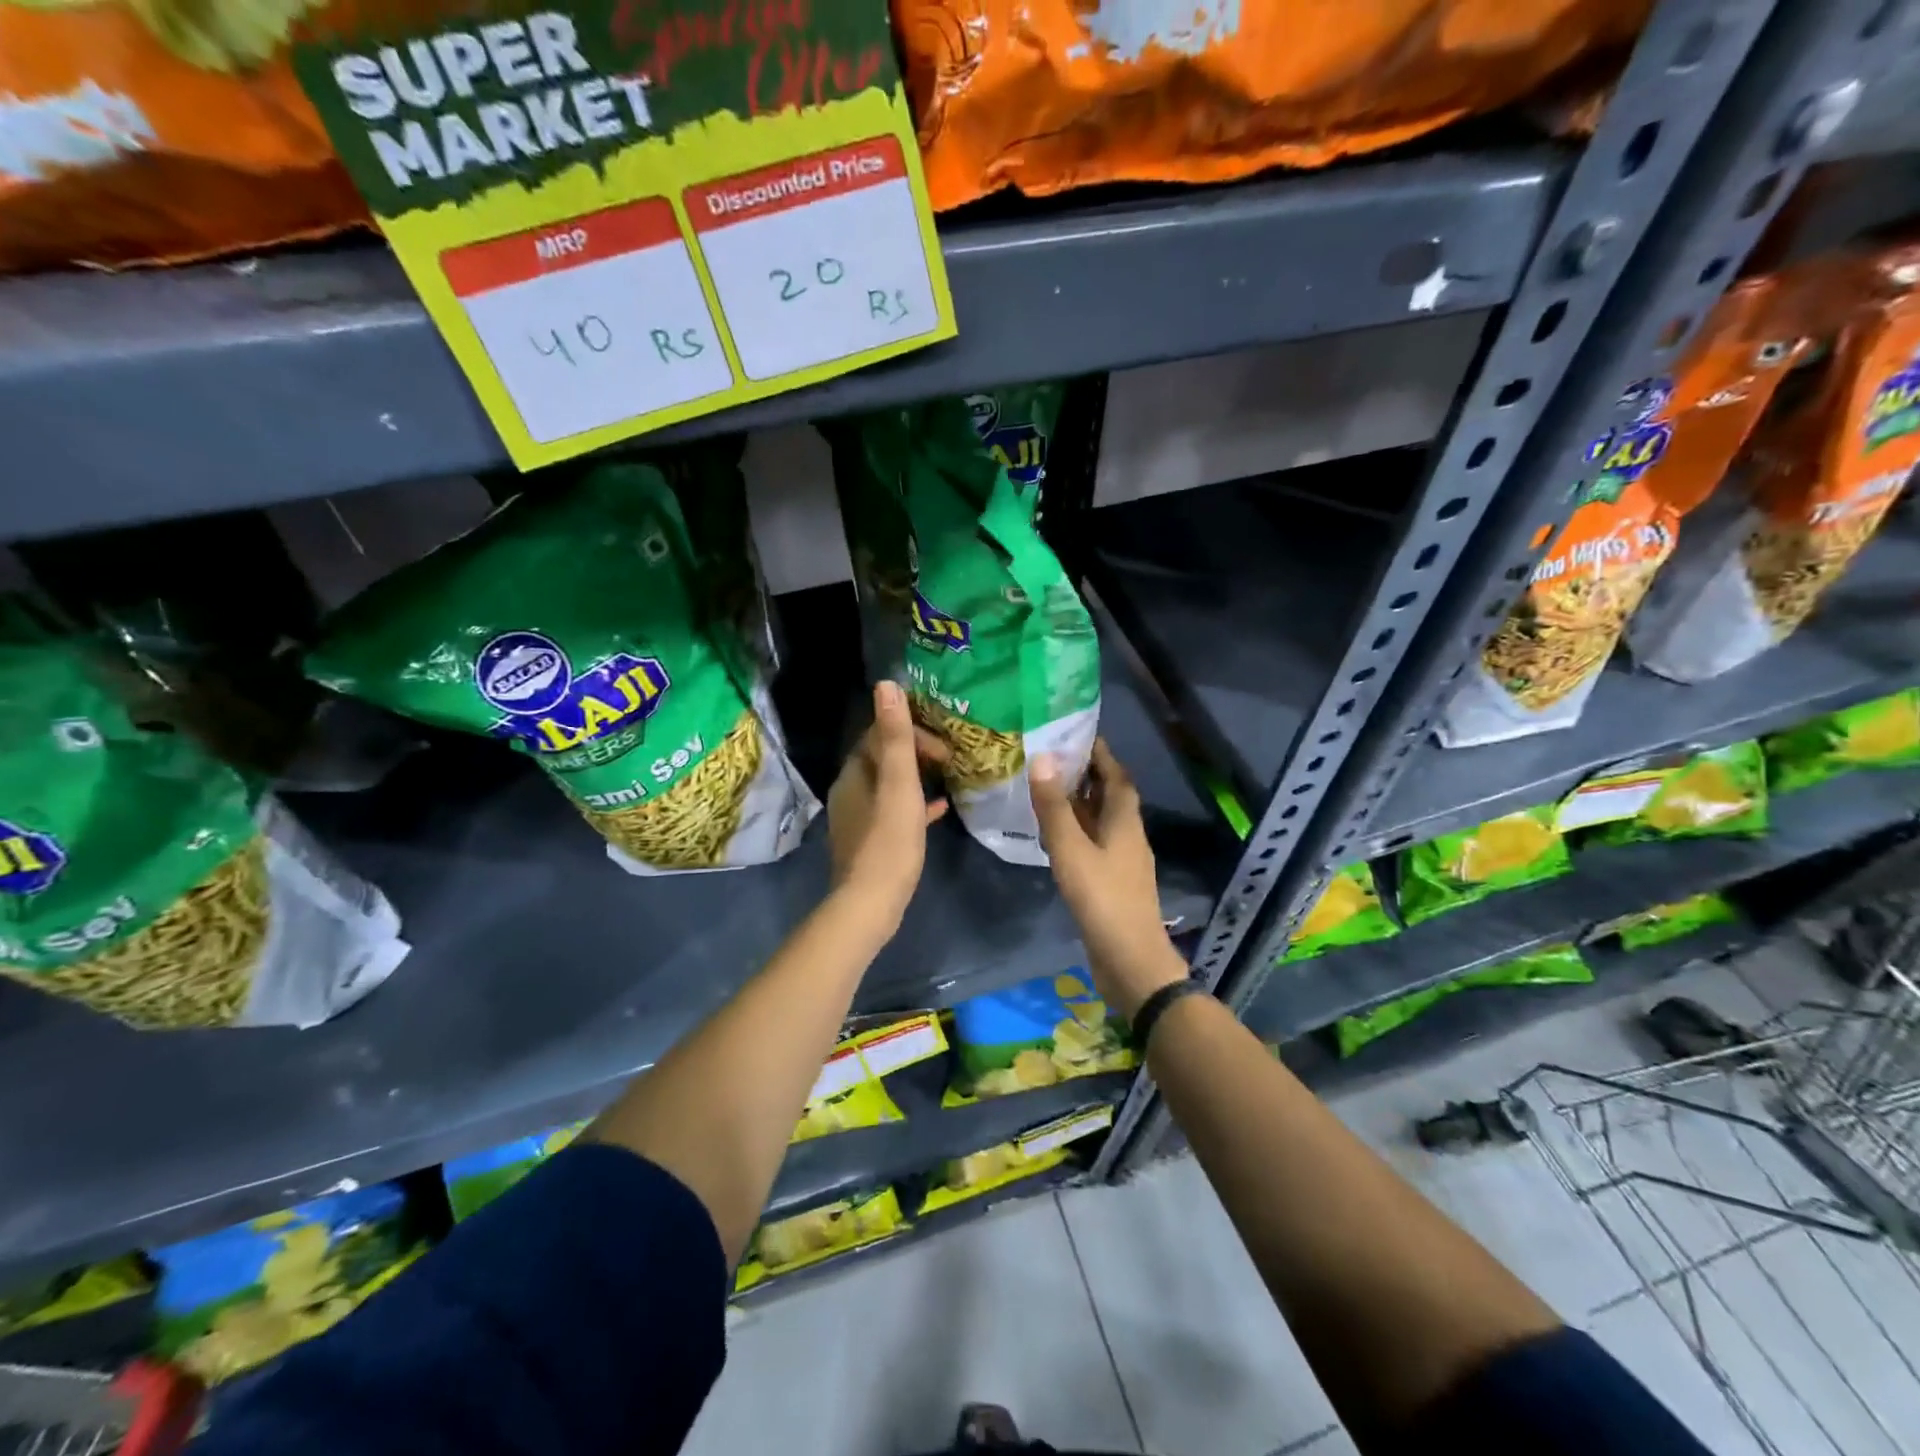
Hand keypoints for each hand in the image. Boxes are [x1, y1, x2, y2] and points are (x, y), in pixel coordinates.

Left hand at [827, 681, 949, 931]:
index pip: (879, 735)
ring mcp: (858, 818)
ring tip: (947, 778)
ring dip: (916, 777)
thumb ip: (895, 738)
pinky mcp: (869, 841)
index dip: (912, 733)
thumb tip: (886, 686)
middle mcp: (850, 791)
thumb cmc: (889, 842)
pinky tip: (940, 810)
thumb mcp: (899, 786)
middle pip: (883, 758)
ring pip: (889, 785)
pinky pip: (893, 812)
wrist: (870, 904)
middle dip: (915, 752)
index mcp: (854, 774)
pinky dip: (915, 805)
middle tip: (948, 760)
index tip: (942, 748)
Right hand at [1031, 740, 1188, 1017]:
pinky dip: (1077, 832)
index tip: (1077, 735)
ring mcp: (1122, 861)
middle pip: (1110, 796)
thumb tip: (1042, 758)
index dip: (1101, 754)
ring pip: (1101, 822)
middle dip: (1087, 776)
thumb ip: (1055, 806)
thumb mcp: (1071, 849)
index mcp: (1125, 821)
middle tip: (1054, 759)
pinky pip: (1094, 844)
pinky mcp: (1113, 883)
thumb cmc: (1103, 899)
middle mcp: (1128, 835)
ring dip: (1080, 804)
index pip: (1116, 776)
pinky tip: (1055, 837)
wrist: (1130, 961)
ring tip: (1049, 791)